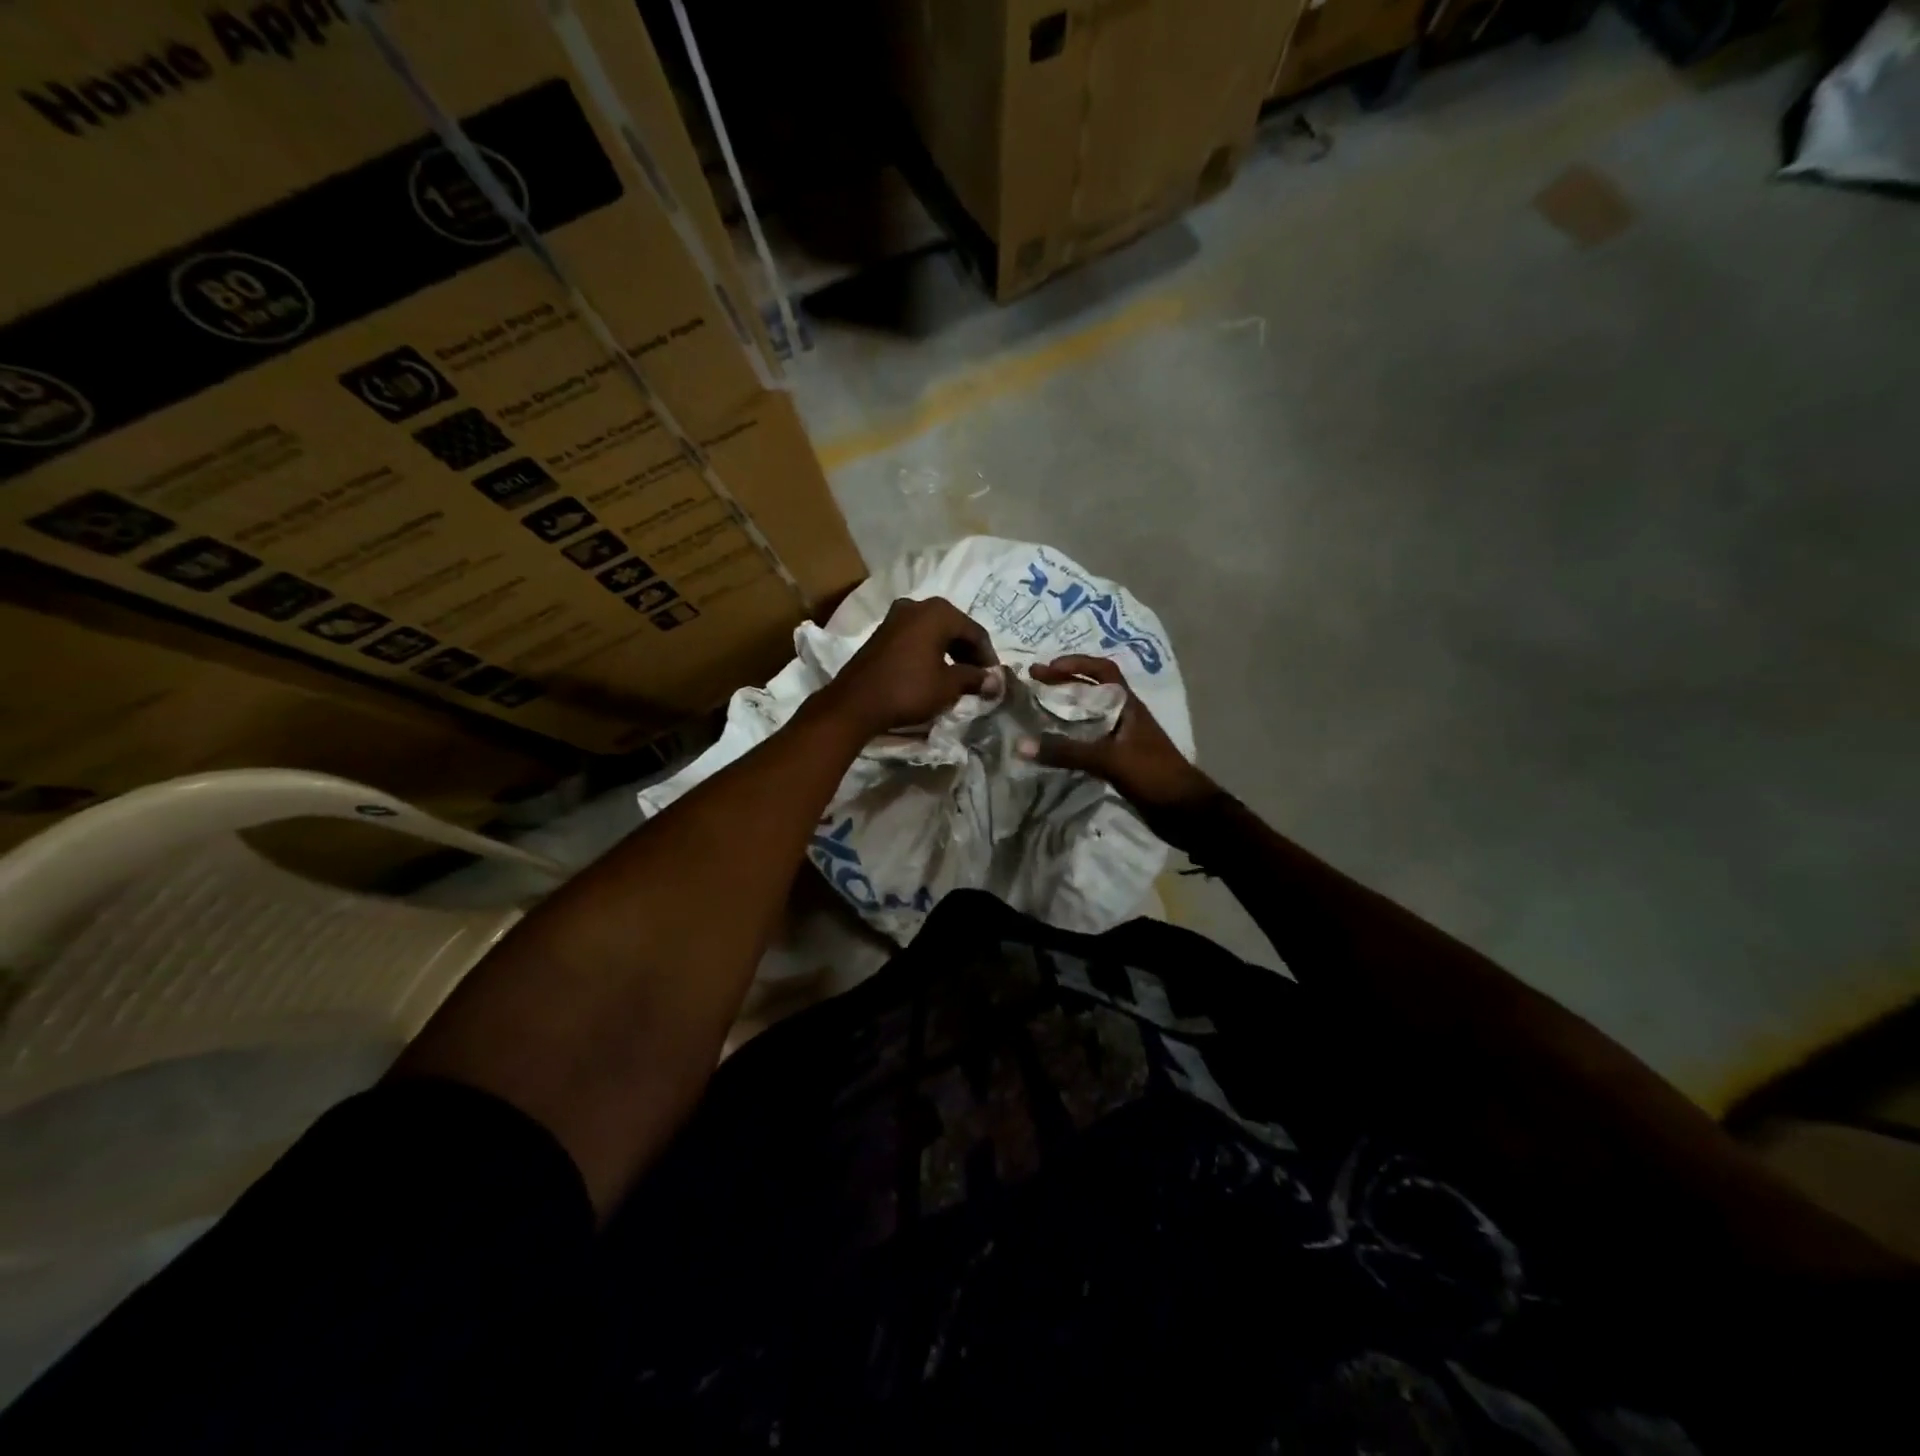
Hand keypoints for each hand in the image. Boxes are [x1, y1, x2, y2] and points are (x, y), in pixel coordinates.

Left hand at [813, 596, 998, 739]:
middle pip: (955, 628)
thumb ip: (975, 678)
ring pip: (935, 631)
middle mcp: (917, 605)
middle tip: (979, 677)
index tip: (994, 679)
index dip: (988, 657)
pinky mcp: (883, 632)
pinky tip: (935, 671)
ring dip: (950, 652)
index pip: (975, 632)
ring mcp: (896, 616)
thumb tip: (996, 681)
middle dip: (969, 653)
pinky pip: (917, 637)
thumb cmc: (908, 690)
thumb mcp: (948, 686)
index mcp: (938, 612)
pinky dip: (931, 651)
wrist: (856, 703)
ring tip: (960, 677)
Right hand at [1017, 655, 1220, 832]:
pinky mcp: (1120, 762)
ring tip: (1036, 714)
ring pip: (1090, 718)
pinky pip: (1089, 743)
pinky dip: (1071, 740)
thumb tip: (1020, 744)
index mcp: (1129, 706)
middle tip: (1033, 686)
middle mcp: (1125, 717)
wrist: (1187, 813)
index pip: (1102, 671)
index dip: (1075, 664)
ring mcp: (1123, 740)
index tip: (1046, 668)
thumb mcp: (1108, 759)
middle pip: (1092, 691)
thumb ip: (1066, 751)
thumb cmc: (1153, 775)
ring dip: (1066, 713)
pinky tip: (1053, 747)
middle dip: (1064, 685)